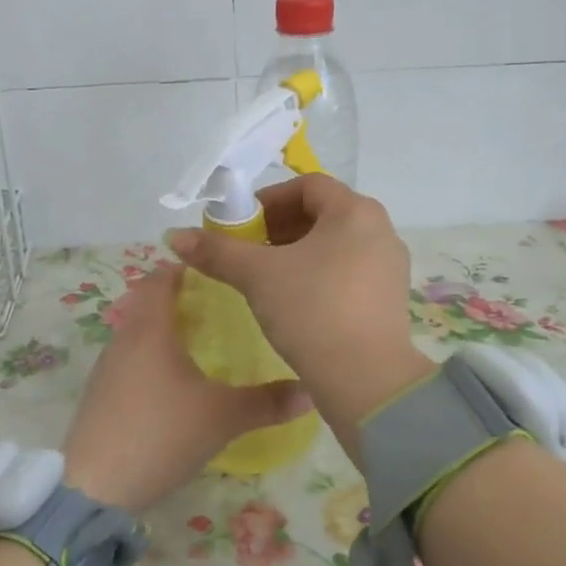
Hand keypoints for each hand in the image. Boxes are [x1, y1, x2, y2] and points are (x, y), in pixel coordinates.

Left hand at [62, 265, 311, 511]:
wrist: (96, 487)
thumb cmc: (162, 434)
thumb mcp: (222, 417)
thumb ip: (267, 402)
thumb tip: (311, 391)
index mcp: (151, 328)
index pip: (162, 277)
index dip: (185, 267)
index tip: (215, 269)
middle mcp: (124, 338)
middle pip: (146, 300)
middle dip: (176, 296)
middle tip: (215, 304)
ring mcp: (107, 367)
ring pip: (135, 330)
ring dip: (161, 326)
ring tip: (197, 339)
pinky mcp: (99, 394)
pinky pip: (127, 358)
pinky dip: (148, 355)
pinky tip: (170, 381)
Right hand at [166, 176, 432, 456]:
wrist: (365, 379)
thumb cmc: (312, 311)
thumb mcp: (257, 276)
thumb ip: (217, 251)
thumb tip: (175, 235)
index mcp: (355, 211)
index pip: (307, 185)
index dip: (269, 200)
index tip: (242, 226)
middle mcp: (380, 229)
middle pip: (322, 213)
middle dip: (280, 227)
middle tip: (250, 251)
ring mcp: (390, 265)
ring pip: (336, 243)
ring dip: (298, 251)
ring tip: (269, 278)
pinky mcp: (391, 297)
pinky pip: (350, 269)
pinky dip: (320, 273)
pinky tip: (297, 301)